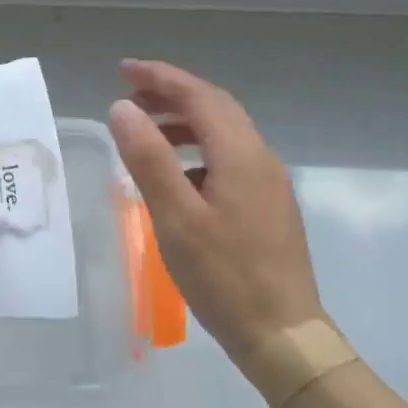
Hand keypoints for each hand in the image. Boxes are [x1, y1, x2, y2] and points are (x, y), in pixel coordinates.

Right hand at [108, 59, 325, 385]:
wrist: (285, 338)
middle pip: (215, 107)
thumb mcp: (176, 218)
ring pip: (224, 132)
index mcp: (241, 154)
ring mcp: (269, 183)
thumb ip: (148, 158)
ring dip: (183, 122)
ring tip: (145, 133)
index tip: (123, 70)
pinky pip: (229, 158)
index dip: (160, 77)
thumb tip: (121, 107)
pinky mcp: (269, 205)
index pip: (198, 96)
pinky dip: (197, 150)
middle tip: (129, 96)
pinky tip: (177, 177)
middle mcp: (261, 158)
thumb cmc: (225, 277)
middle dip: (171, 94)